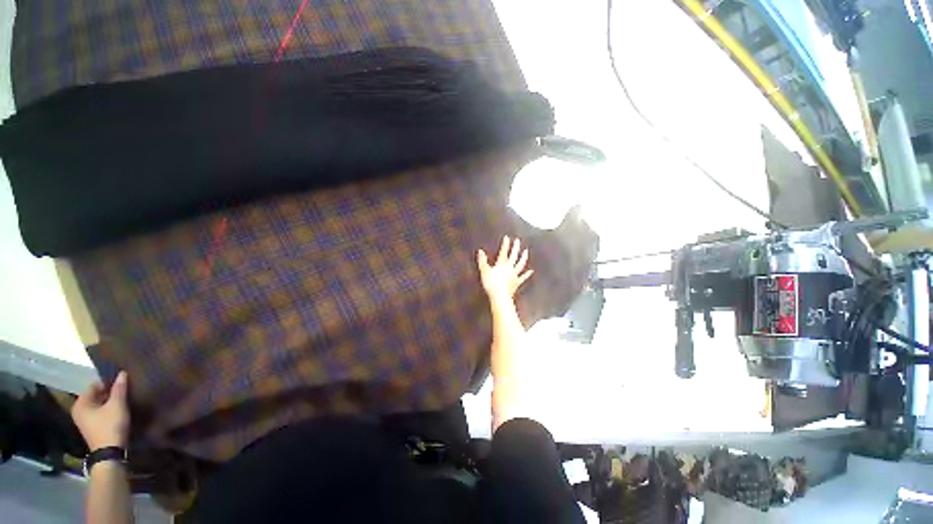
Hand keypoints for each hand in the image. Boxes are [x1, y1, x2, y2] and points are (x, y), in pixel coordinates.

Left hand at [72, 371, 130, 450]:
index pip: (95, 385)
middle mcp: (79, 410)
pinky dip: (109, 409)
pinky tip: (119, 410)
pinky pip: (100, 412)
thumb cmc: (110, 426)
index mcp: (81, 403)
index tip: (122, 381)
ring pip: (99, 404)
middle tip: (125, 389)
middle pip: (96, 395)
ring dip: (110, 401)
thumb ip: (119, 388)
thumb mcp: (117, 405)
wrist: (110, 453)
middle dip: (110, 392)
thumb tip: (122, 373)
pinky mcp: (92, 427)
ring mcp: (85, 420)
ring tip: (124, 398)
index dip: (109, 381)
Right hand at [477, 236, 533, 301]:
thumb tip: (480, 251)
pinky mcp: (517, 283)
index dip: (505, 245)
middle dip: (515, 248)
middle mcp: (509, 268)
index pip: (504, 252)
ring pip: (520, 264)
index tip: (507, 237)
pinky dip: (527, 274)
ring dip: (523, 257)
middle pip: (514, 256)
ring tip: (526, 251)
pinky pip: (523, 277)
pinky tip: (531, 271)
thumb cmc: (491, 284)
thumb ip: (482, 261)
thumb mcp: (484, 271)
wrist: (500, 296)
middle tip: (518, 241)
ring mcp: (514, 275)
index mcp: (501, 264)